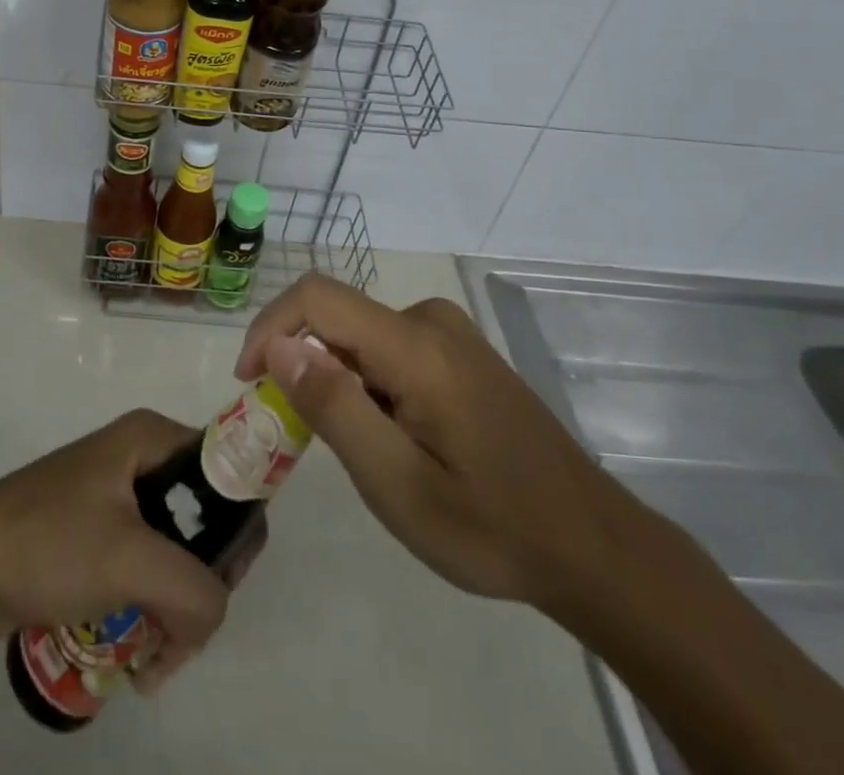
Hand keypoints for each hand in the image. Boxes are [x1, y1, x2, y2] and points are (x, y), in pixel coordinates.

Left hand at [0, 409, 261, 691]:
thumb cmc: (49, 541)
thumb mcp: (131, 560)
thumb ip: (195, 590)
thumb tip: (213, 616)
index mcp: (152, 437)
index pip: (227, 474)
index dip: (237, 529)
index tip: (223, 587)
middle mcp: (140, 456)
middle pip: (204, 521)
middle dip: (202, 586)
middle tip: (185, 636)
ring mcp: (115, 496)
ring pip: (175, 553)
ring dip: (175, 611)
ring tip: (155, 662)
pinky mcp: (96, 533)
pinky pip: (144, 569)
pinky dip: (150, 610)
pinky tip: (137, 657)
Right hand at [236, 274, 632, 613]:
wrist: (594, 546)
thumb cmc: (492, 526)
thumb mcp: (398, 484)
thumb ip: (334, 407)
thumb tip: (276, 345)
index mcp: (415, 345)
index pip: (316, 297)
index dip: (269, 327)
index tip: (250, 383)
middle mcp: (430, 319)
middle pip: (337, 318)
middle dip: (304, 367)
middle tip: (305, 440)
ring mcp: (450, 332)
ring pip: (360, 336)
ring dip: (337, 380)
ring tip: (365, 452)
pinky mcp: (459, 350)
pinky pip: (389, 346)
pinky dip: (367, 382)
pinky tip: (397, 438)